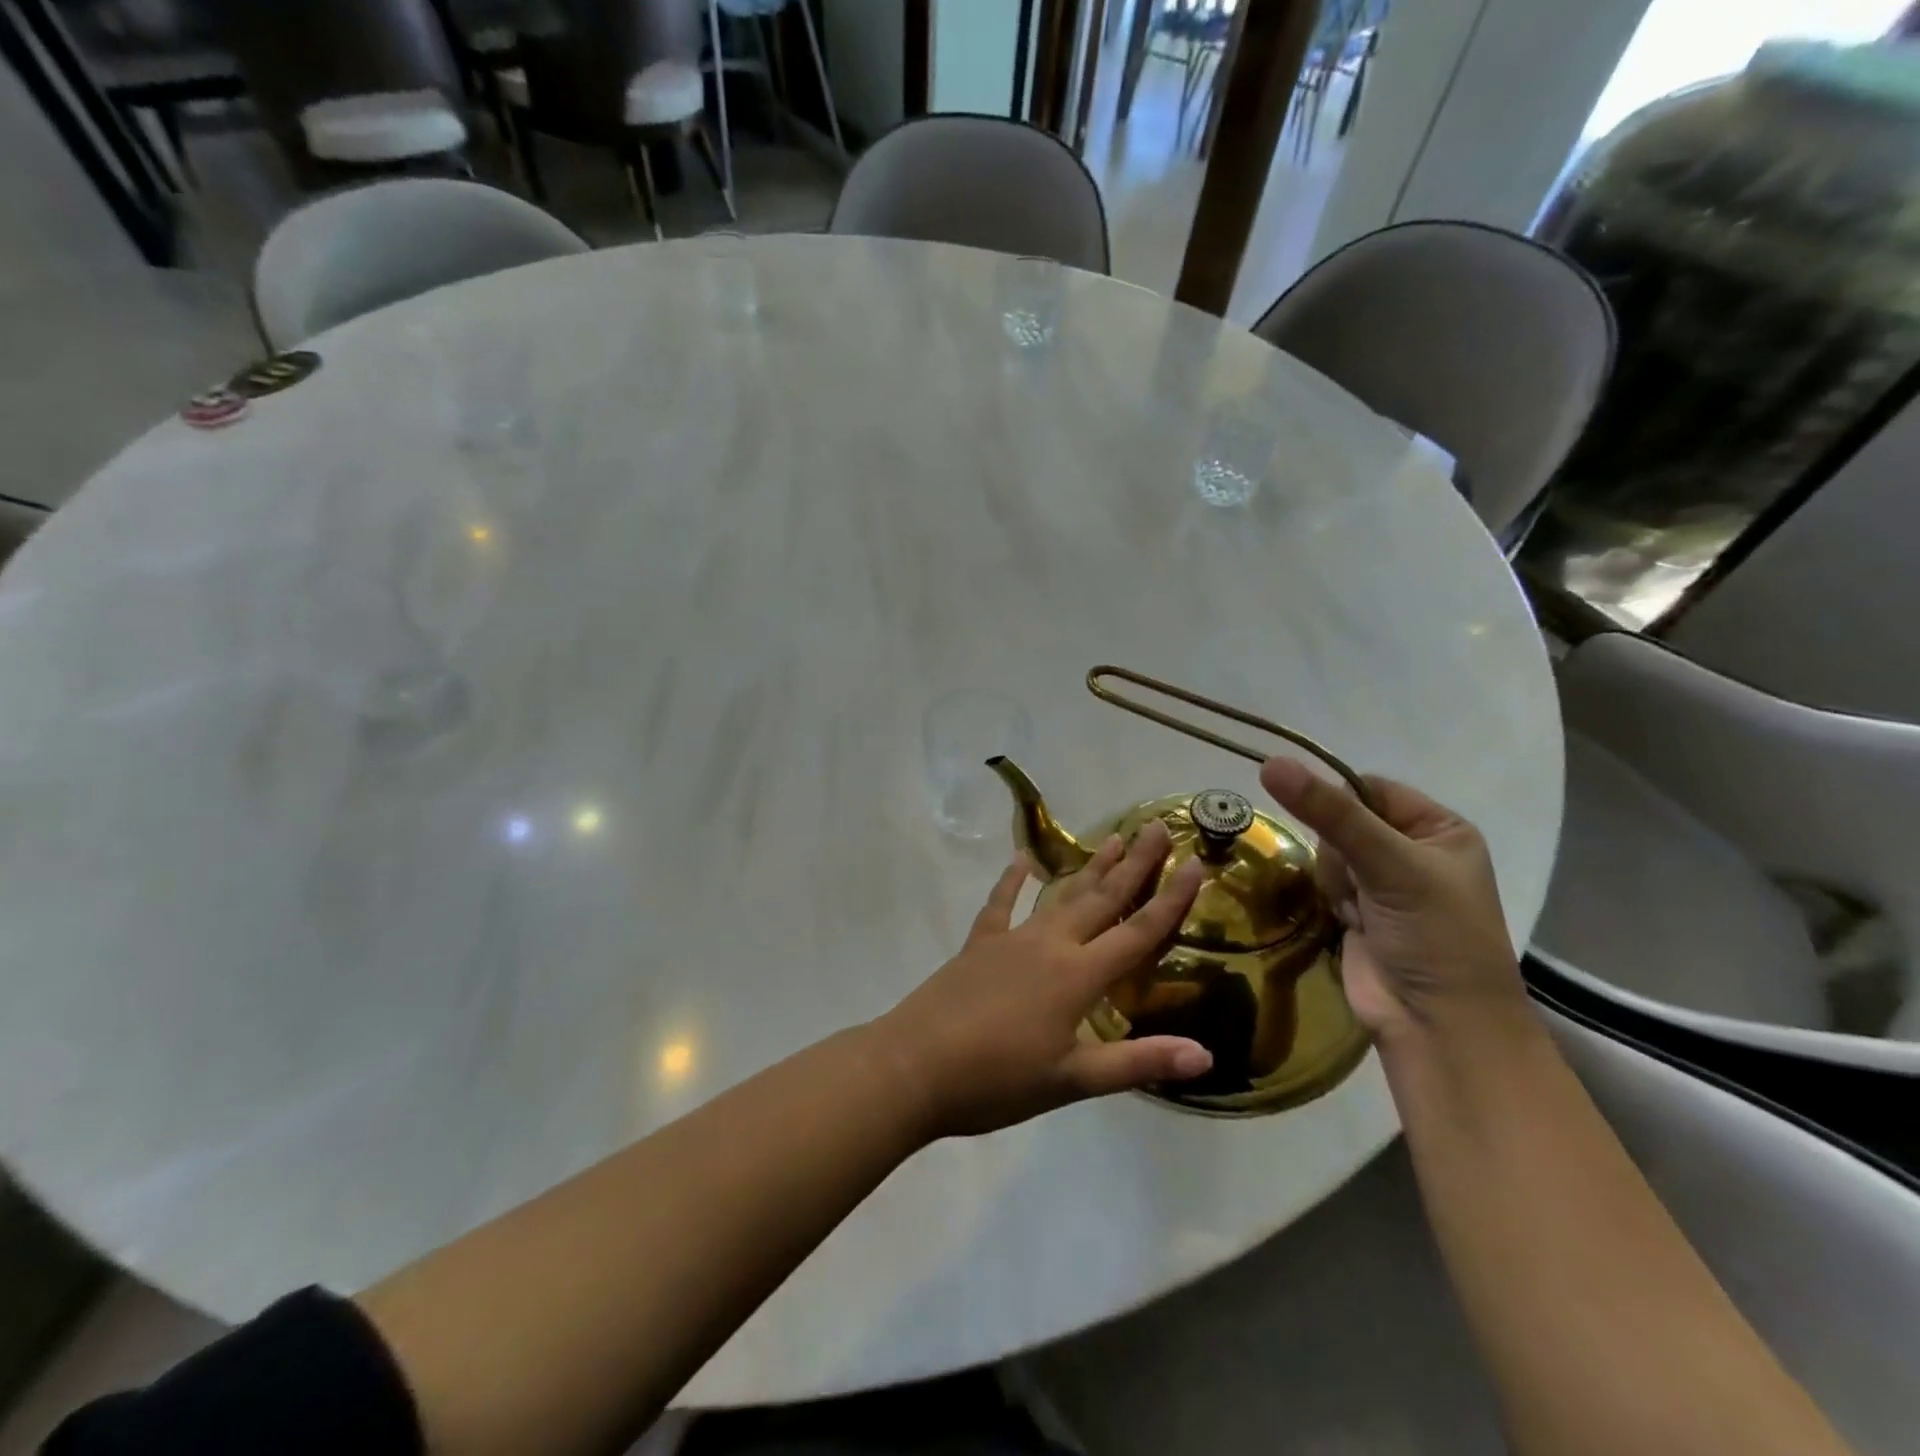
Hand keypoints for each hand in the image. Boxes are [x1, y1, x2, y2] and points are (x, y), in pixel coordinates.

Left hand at [872, 821, 1212, 1139]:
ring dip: (1088, 869)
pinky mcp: (979, 944)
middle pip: (1101, 899)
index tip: (1195, 863)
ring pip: (1059, 896)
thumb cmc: (997, 1080)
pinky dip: (1012, 882)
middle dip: (1133, 865)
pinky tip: (1021, 862)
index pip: (1137, 932)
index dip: (1170, 900)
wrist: (914, 1066)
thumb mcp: (1072, 1081)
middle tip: (1155, 828)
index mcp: (1078, 976)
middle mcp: (1050, 945)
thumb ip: (1137, 1063)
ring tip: (1111, 839)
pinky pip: (1000, 904)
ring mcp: (1011, 940)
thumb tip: (1205, 1054)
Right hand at [1259, 759, 1525, 1044]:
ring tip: (1359, 911)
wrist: (1437, 1025)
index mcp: (1439, 829)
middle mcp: (1411, 851)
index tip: (1327, 824)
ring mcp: (1382, 884)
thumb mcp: (1389, 864)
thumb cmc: (1434, 935)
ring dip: (1335, 879)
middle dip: (1339, 851)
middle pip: (1342, 820)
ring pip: (1327, 852)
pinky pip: (1323, 882)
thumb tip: (1270, 763)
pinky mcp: (1357, 913)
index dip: (1340, 800)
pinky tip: (1348, 921)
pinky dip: (1329, 898)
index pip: (1369, 788)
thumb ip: (1329, 813)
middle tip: (1360, 882)